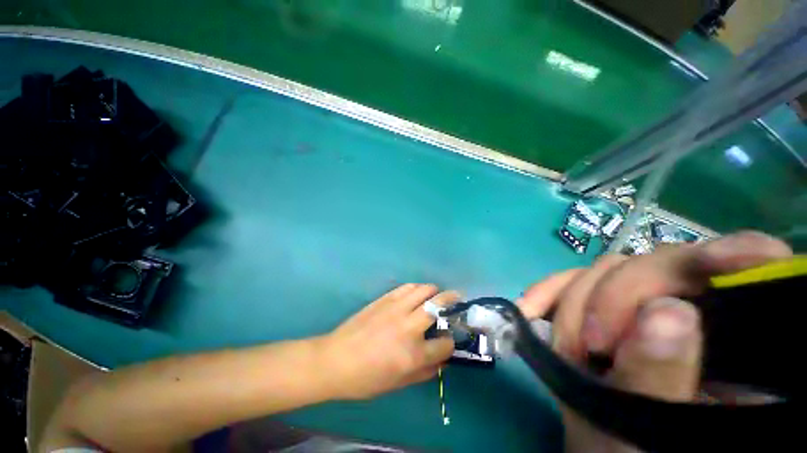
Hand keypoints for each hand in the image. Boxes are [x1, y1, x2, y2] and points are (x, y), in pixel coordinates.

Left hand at [318, 284, 457, 399]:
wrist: (335, 360)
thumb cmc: (365, 379)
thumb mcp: (397, 384)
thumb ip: (424, 373)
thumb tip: (441, 361)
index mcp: (413, 353)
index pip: (444, 344)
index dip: (450, 343)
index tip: (447, 341)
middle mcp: (409, 326)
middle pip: (438, 305)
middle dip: (452, 301)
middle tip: (457, 299)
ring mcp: (396, 309)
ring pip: (423, 290)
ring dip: (434, 291)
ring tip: (436, 295)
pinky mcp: (385, 299)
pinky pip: (406, 287)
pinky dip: (417, 287)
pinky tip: (417, 292)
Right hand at [517, 231, 792, 452]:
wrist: (600, 447)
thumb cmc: (632, 451)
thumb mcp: (648, 429)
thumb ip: (662, 377)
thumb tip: (667, 311)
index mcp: (732, 342)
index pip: (754, 269)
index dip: (738, 252)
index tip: (710, 264)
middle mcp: (693, 311)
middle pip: (659, 264)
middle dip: (611, 297)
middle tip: (587, 347)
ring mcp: (642, 304)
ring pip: (608, 270)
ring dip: (572, 302)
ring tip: (564, 350)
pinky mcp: (602, 306)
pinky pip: (573, 280)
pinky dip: (549, 292)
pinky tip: (531, 308)